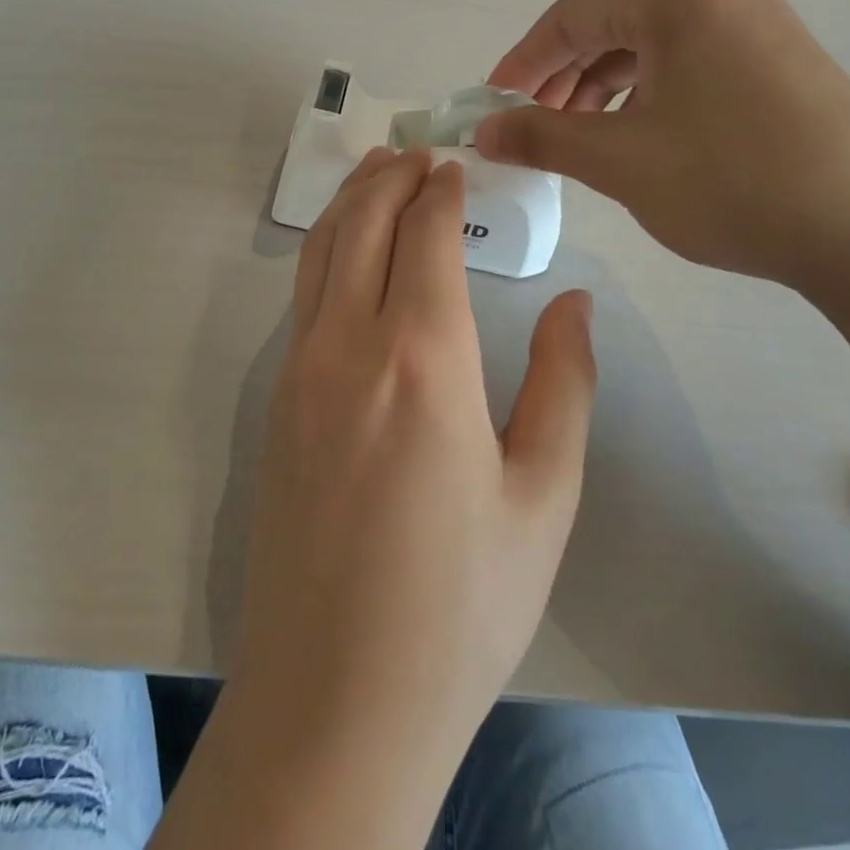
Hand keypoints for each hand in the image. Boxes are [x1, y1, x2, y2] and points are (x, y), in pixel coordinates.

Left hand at [227, 147, 595, 807]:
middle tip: (417, 151)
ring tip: (377, 174)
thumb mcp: (542, 499)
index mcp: (421, 358)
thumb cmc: (460, 605)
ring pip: (319, 252)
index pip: (425, 235)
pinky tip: (349, 253)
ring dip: (350, 202)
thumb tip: (574, 302)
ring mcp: (299, 371)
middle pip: (361, 224)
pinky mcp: (275, 402)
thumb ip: (564, 386)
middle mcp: (348, 345)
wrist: (336, 698)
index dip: (440, 190)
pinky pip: (303, 295)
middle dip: (390, 176)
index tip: (455, 163)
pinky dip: (328, 248)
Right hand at [476, 0, 849, 293]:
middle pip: (613, 26)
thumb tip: (482, 131)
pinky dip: (651, 94)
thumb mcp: (618, 160)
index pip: (571, 17)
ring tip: (582, 138)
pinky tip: (642, 135)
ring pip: (654, 46)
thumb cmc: (731, 182)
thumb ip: (540, 136)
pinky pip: (694, 62)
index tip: (490, 104)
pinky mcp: (786, 58)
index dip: (521, 62)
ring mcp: (762, 21)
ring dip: (605, 88)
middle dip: (563, 78)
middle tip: (533, 127)